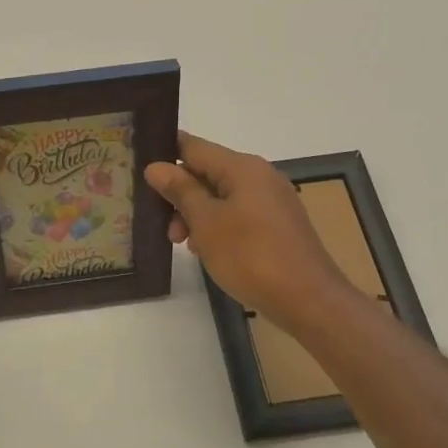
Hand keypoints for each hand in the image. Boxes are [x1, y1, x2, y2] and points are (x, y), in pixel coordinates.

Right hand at [145, 132, 356, 337]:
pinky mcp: (278, 224)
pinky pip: (238, 213)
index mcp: (242, 167)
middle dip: (179, 194)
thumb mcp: (206, 223)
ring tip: (182, 244)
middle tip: (160, 223)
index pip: (193, 146)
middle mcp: (260, 175)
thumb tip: (157, 167)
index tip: (138, 168)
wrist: (309, 301)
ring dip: (196, 214)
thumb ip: (180, 191)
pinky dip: (218, 225)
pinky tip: (207, 250)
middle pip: (207, 172)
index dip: (165, 153)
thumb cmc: (251, 256)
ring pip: (221, 196)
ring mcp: (272, 200)